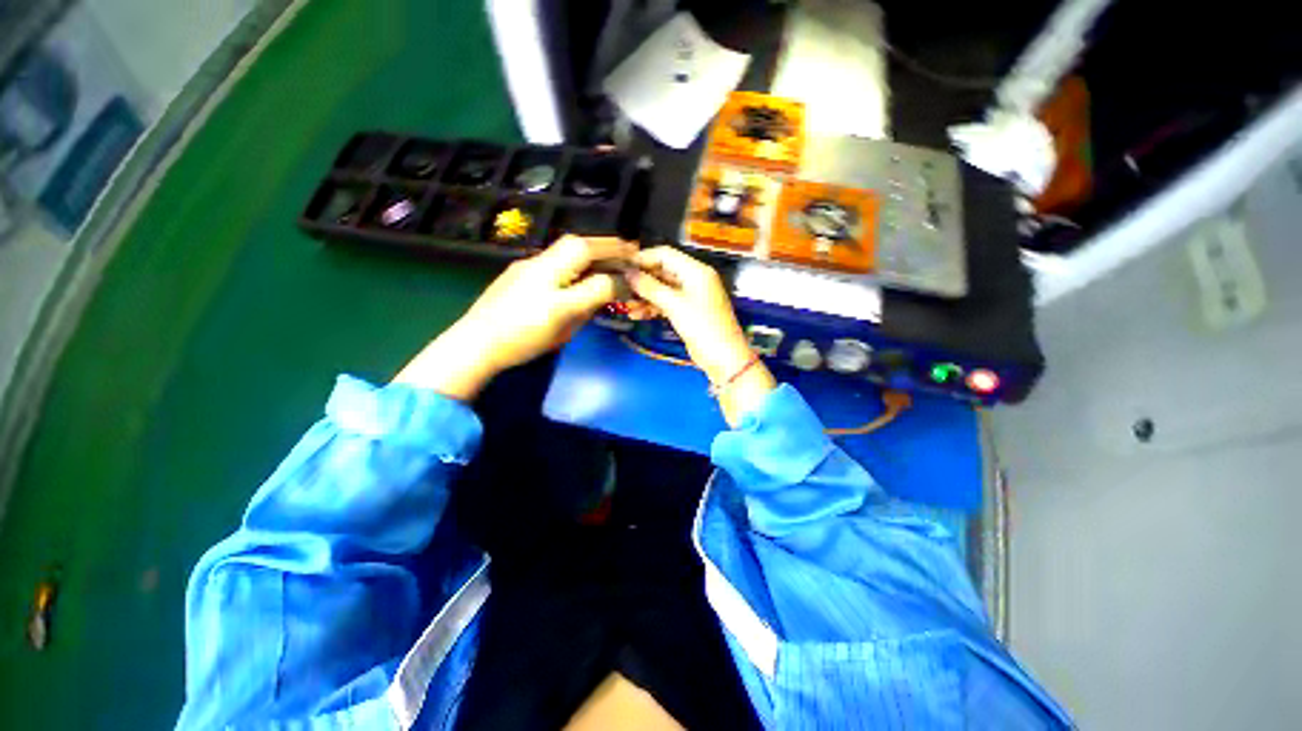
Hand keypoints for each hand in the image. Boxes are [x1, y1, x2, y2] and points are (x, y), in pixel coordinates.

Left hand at [395, 236, 635, 398]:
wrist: (472, 344)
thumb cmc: (521, 333)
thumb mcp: (565, 316)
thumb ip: (595, 294)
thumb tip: (618, 283)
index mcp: (555, 268)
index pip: (594, 250)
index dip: (618, 252)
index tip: (637, 255)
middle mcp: (539, 262)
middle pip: (576, 246)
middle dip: (602, 248)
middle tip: (623, 257)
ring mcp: (522, 271)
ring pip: (560, 255)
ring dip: (584, 257)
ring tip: (600, 271)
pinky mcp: (511, 282)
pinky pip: (548, 267)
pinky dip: (566, 268)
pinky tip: (566, 285)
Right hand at [626, 246, 775, 424]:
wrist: (724, 357)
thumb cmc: (703, 327)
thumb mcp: (674, 305)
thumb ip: (649, 287)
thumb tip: (628, 273)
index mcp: (696, 271)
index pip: (665, 254)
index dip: (643, 259)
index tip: (623, 268)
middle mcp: (694, 278)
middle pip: (662, 270)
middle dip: (642, 279)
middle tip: (620, 287)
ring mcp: (691, 295)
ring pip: (662, 287)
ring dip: (644, 294)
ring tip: (626, 304)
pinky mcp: (687, 310)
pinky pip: (666, 301)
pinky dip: (652, 306)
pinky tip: (637, 314)